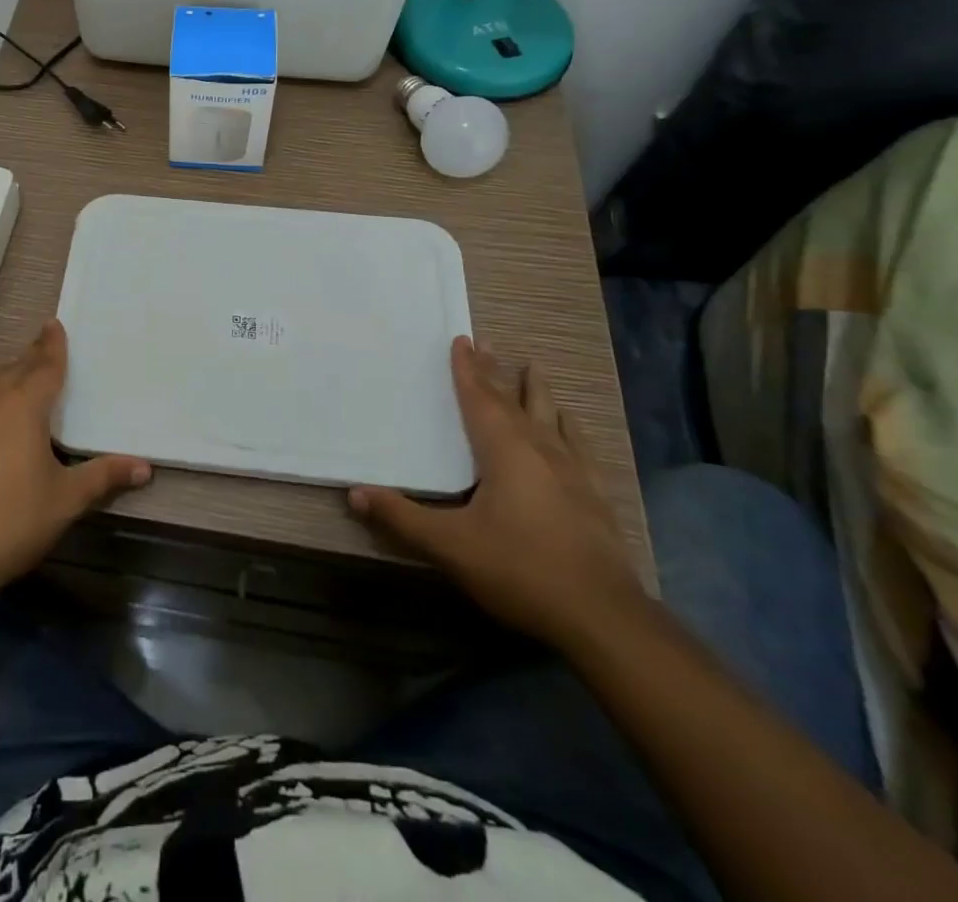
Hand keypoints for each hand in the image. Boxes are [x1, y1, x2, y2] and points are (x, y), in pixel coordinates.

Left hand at [0, 319, 149, 598]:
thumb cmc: (12, 520)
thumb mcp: (66, 499)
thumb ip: (103, 476)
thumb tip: (145, 467)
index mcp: (24, 405)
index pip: (44, 366)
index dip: (52, 345)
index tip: (54, 324)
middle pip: (14, 367)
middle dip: (31, 356)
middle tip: (43, 347)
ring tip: (8, 376)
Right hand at [349, 336, 643, 651]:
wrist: (602, 617)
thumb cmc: (520, 569)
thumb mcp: (451, 546)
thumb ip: (402, 517)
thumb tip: (355, 492)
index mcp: (504, 450)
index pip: (480, 399)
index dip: (467, 370)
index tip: (462, 340)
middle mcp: (540, 449)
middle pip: (513, 400)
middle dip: (497, 372)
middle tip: (487, 344)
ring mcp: (573, 471)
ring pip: (550, 417)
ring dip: (536, 391)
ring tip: (532, 368)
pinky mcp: (595, 495)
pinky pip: (579, 446)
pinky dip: (569, 427)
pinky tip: (570, 424)